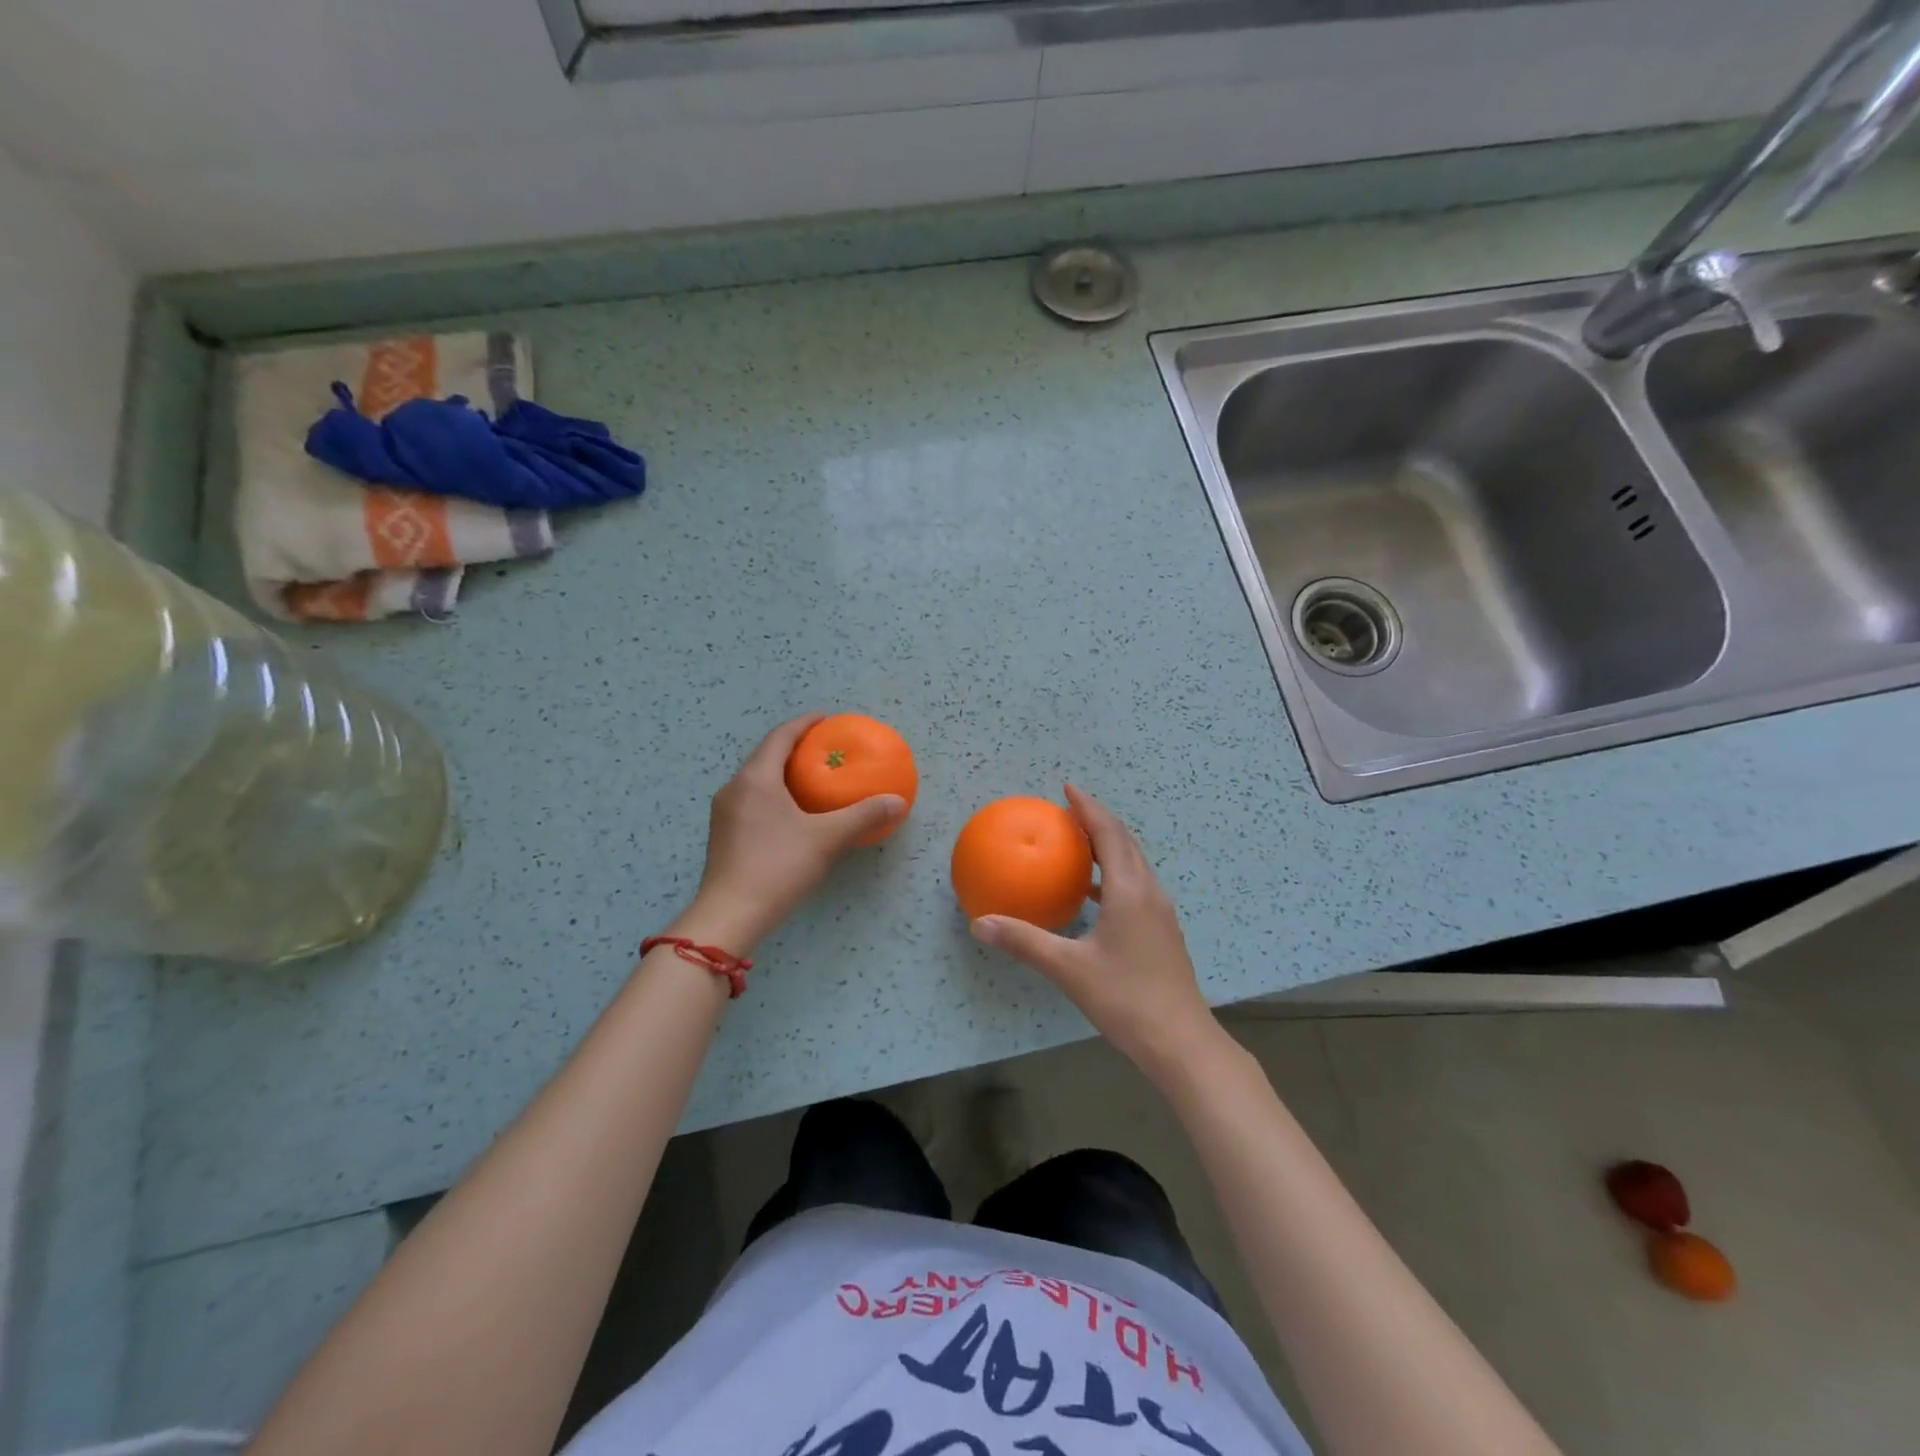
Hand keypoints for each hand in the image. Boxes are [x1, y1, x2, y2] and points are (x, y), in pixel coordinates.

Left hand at [678, 714, 907, 952]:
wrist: (729, 915)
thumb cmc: (777, 867)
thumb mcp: (827, 839)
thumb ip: (863, 816)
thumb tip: (899, 801)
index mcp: (756, 778)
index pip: (780, 736)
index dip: (804, 724)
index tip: (826, 719)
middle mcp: (734, 788)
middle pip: (765, 756)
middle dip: (794, 748)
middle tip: (824, 750)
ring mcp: (724, 813)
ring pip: (756, 780)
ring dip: (782, 773)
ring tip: (811, 779)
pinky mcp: (723, 835)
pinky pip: (751, 801)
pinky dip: (773, 795)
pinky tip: (791, 814)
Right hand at [969, 785, 1222, 1081]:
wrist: (1181, 1042)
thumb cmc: (1125, 999)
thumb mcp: (1068, 969)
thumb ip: (1023, 942)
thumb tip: (979, 923)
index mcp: (1130, 890)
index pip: (1108, 833)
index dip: (1088, 807)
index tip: (1067, 788)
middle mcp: (1149, 892)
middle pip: (1125, 842)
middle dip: (1098, 820)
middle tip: (1068, 810)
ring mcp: (1160, 913)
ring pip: (1134, 864)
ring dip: (1108, 846)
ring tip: (1078, 843)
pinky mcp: (1162, 932)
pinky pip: (1136, 886)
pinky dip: (1114, 875)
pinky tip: (1093, 894)